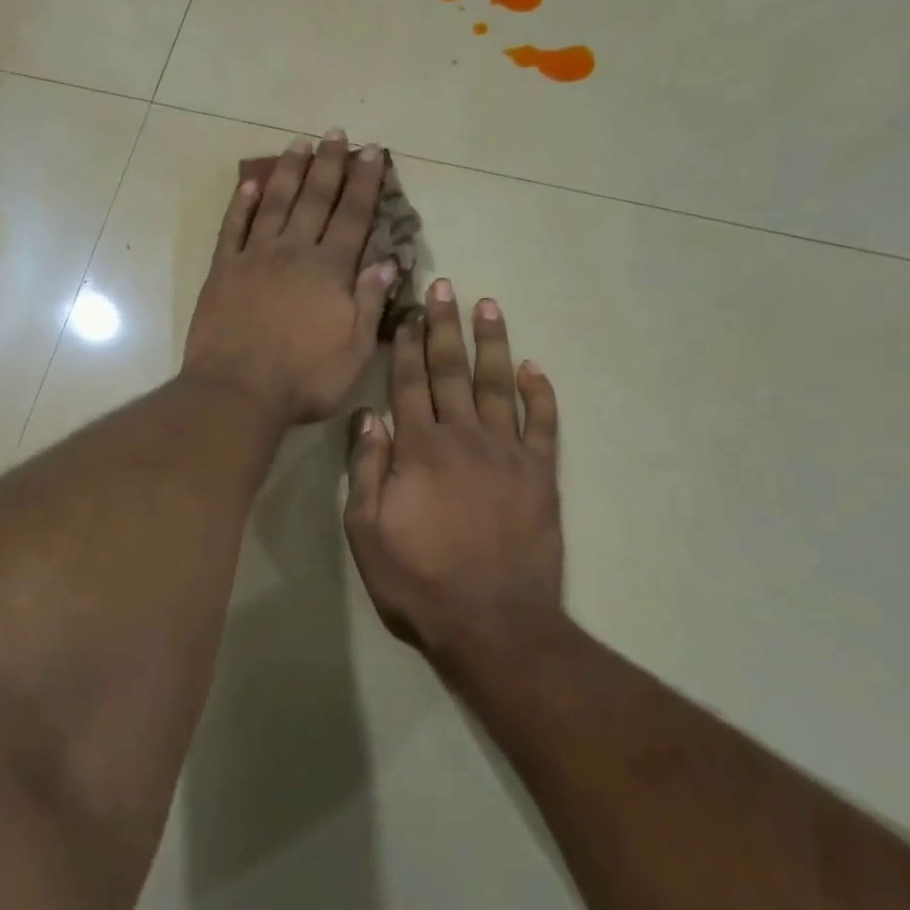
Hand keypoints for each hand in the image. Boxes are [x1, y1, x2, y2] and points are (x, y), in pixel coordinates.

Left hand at [182, 131, 396, 425]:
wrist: (237, 392)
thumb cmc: (303, 379)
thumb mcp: (354, 351)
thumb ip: (369, 303)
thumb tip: (386, 262)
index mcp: (329, 271)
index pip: (353, 217)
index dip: (364, 183)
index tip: (371, 152)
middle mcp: (293, 253)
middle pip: (314, 200)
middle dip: (329, 165)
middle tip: (337, 134)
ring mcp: (254, 258)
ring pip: (274, 204)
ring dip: (288, 173)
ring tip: (300, 144)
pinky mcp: (222, 271)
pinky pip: (232, 229)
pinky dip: (241, 205)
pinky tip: (249, 185)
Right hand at [342, 279, 566, 668]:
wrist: (492, 622)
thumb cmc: (418, 579)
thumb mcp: (367, 530)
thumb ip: (367, 469)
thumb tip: (368, 416)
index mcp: (420, 449)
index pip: (410, 383)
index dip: (407, 344)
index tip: (408, 311)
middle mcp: (465, 438)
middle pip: (452, 372)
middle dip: (446, 327)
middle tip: (447, 287)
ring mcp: (508, 455)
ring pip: (499, 386)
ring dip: (492, 344)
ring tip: (490, 306)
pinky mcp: (541, 476)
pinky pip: (543, 425)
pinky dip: (540, 394)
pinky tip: (535, 368)